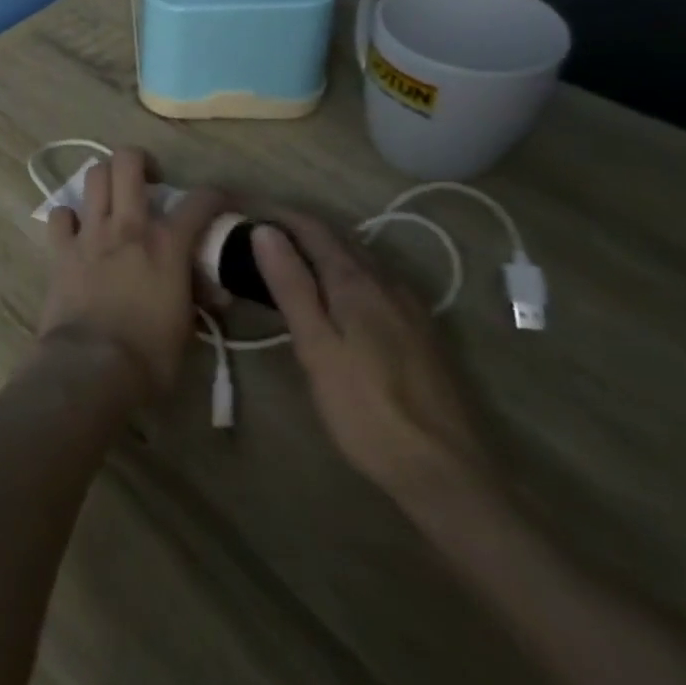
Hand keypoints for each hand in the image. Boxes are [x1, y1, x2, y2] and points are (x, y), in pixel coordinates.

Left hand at [39, 148, 230, 401]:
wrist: (92, 365)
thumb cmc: (150, 356)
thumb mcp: (188, 329)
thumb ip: (197, 298)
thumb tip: (210, 292)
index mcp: (167, 245)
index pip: (200, 201)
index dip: (215, 195)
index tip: (220, 201)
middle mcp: (128, 226)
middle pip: (128, 162)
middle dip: (141, 161)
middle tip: (149, 181)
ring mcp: (90, 232)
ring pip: (93, 176)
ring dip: (105, 180)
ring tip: (113, 197)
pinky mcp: (61, 247)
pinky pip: (60, 214)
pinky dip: (69, 217)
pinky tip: (78, 230)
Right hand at [254, 213, 494, 505]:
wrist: (445, 474)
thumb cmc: (366, 410)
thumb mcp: (316, 347)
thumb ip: (291, 286)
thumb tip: (265, 230)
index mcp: (357, 282)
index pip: (312, 228)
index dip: (275, 213)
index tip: (240, 211)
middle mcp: (387, 283)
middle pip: (336, 239)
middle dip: (294, 229)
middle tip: (251, 236)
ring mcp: (408, 308)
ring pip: (356, 260)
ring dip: (318, 251)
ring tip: (280, 262)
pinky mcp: (419, 332)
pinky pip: (372, 283)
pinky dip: (340, 274)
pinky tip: (327, 296)